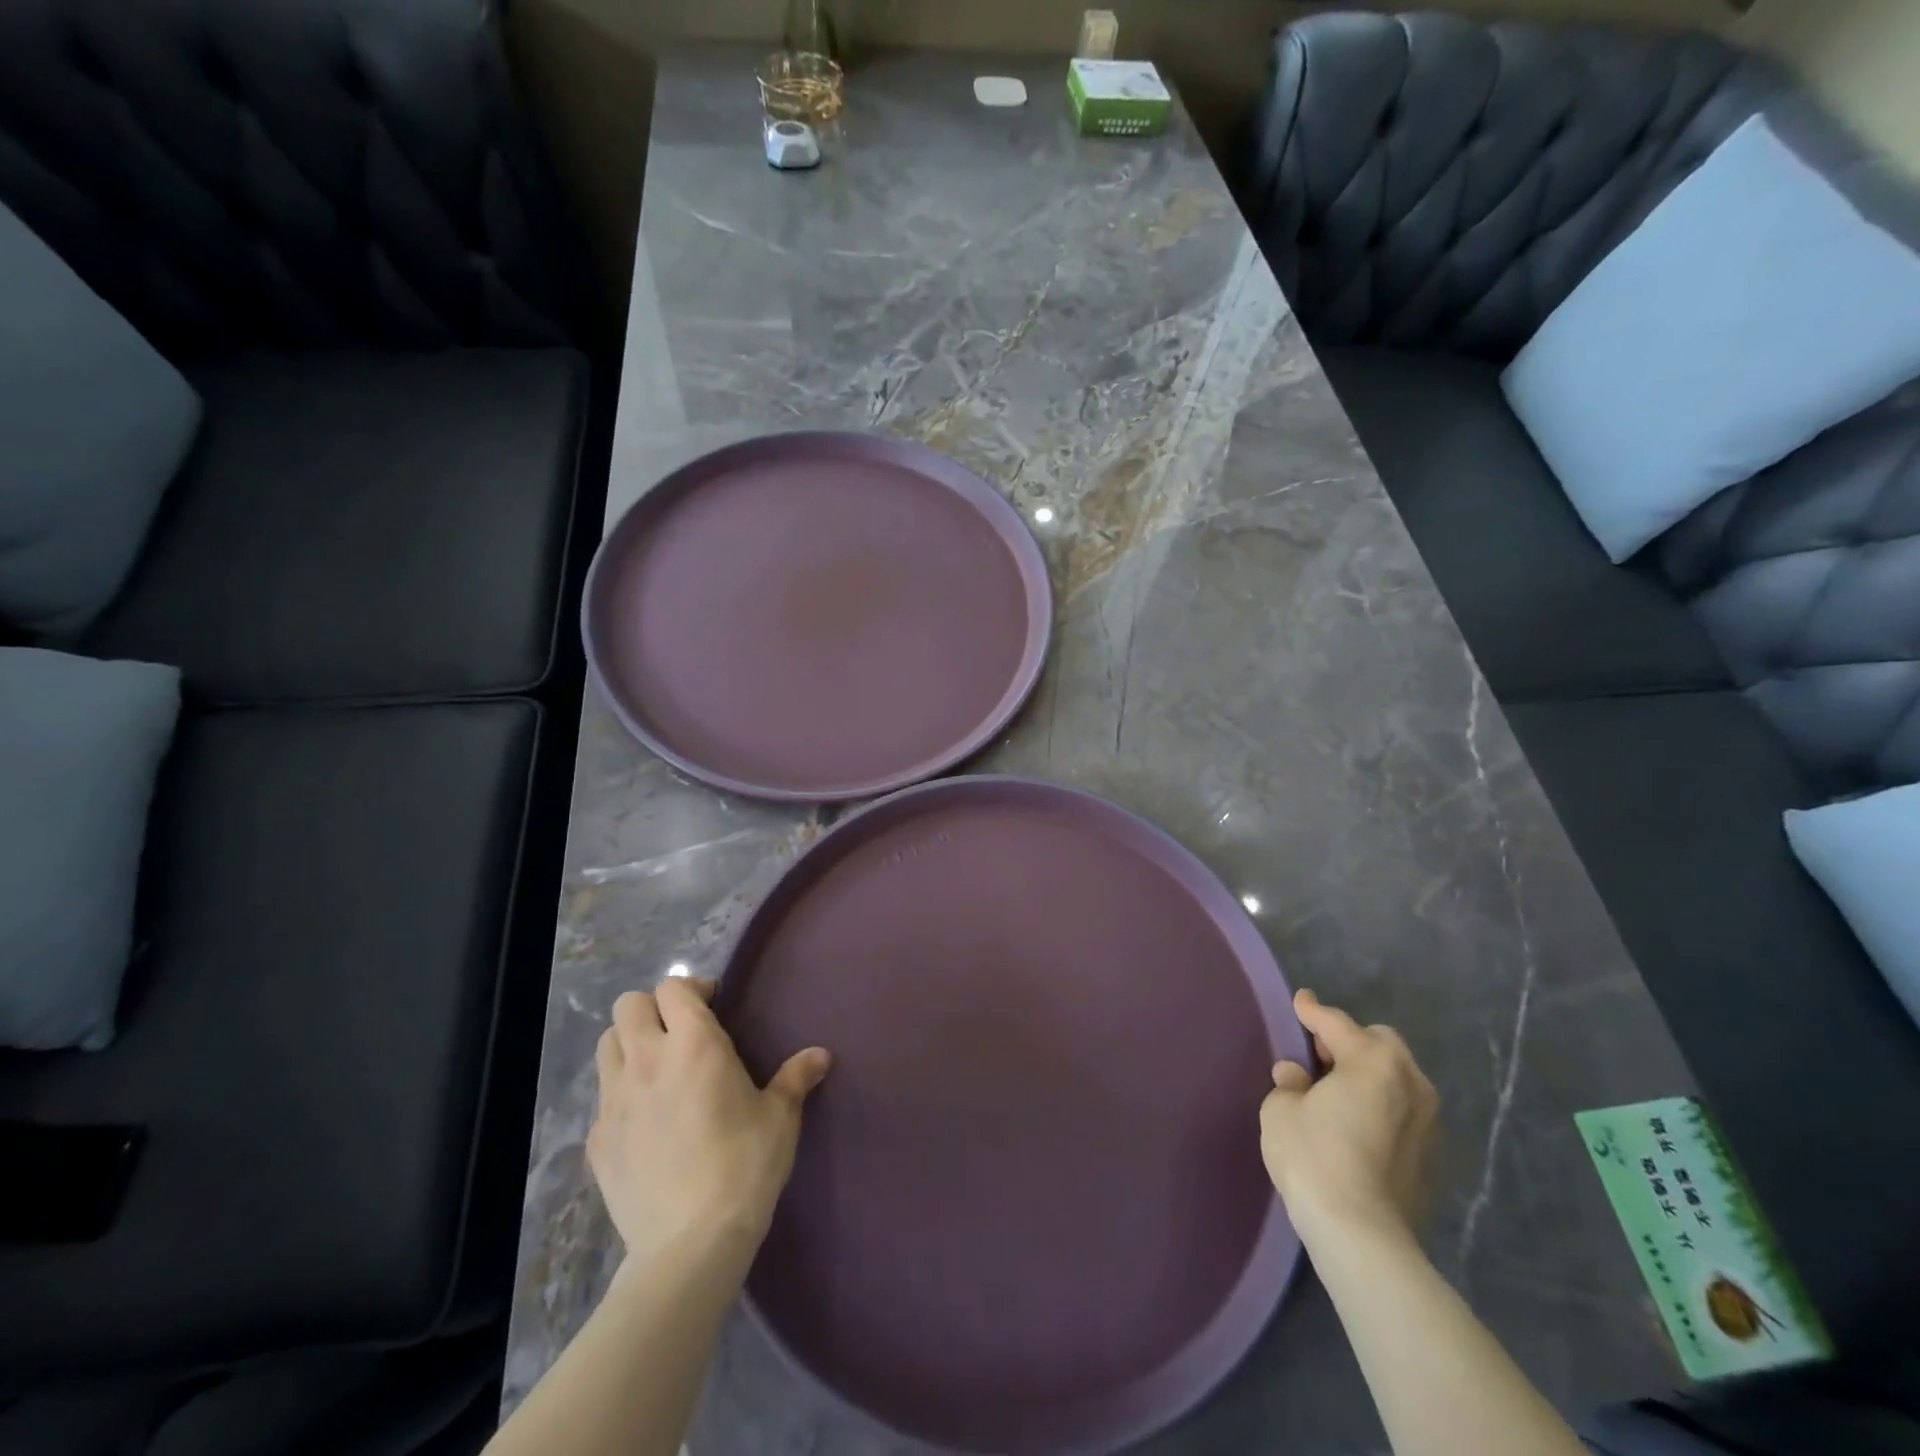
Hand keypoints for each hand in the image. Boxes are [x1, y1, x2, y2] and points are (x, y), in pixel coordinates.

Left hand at [588, 977, 830, 1269]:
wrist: (690, 1244)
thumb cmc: (744, 1166)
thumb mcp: (780, 1118)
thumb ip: (796, 1078)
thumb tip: (821, 1055)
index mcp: (694, 1045)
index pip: (673, 988)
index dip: (692, 989)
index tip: (713, 1006)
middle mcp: (647, 1061)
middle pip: (627, 1006)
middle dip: (652, 1009)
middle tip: (680, 1032)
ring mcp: (614, 1101)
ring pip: (606, 1046)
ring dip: (629, 1044)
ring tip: (657, 1068)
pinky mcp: (597, 1140)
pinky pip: (602, 1098)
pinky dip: (621, 1095)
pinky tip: (646, 1121)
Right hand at [1260, 989, 1438, 1244]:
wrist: (1363, 1236)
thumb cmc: (1314, 1158)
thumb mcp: (1281, 1110)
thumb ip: (1290, 1083)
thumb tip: (1297, 1076)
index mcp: (1373, 1060)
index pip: (1336, 1023)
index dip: (1312, 1010)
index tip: (1300, 1000)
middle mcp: (1410, 1081)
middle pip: (1379, 1044)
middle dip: (1350, 1041)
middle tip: (1318, 1056)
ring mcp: (1429, 1120)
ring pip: (1397, 1077)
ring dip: (1369, 1074)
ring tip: (1338, 1090)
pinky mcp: (1433, 1156)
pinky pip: (1403, 1110)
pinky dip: (1382, 1105)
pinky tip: (1357, 1124)